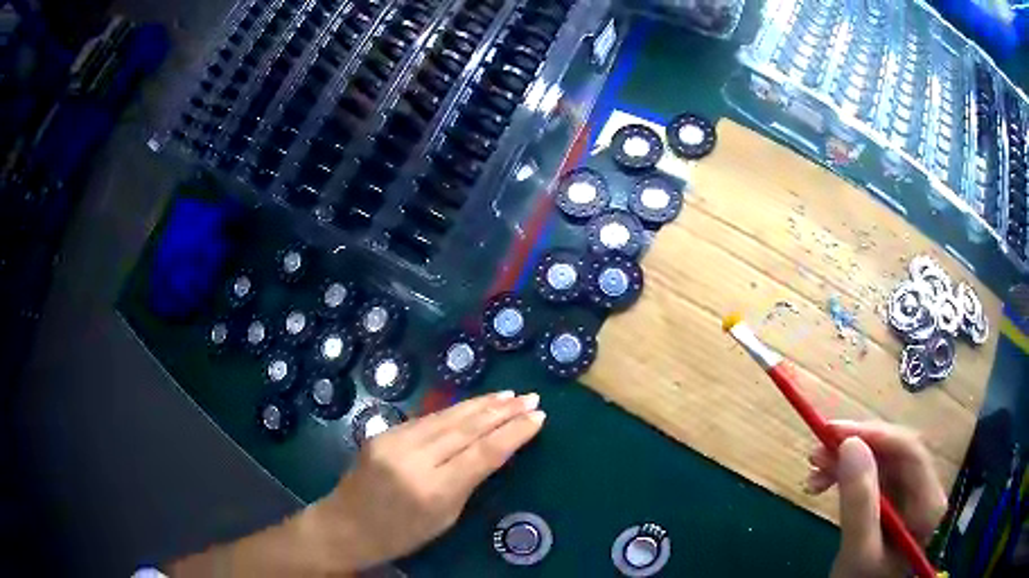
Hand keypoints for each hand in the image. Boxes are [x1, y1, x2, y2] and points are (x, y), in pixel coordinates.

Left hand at [310, 390, 544, 570]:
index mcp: (434, 490)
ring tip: (507, 396)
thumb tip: (491, 450)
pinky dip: (454, 411)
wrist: (344, 525)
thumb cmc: (400, 535)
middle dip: (502, 411)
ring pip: (447, 417)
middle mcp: (415, 460)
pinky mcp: (383, 433)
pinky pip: (427, 420)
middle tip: (530, 398)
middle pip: (467, 429)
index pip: (483, 454)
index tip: (539, 417)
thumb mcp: (444, 519)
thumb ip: (467, 483)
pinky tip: (471, 406)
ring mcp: (395, 442)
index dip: (514, 433)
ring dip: (480, 405)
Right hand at [804, 421, 947, 577]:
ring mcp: (909, 495)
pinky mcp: (892, 500)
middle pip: (894, 454)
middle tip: (815, 453)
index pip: (909, 452)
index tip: (833, 433)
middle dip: (855, 449)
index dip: (874, 435)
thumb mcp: (857, 552)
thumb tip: (850, 444)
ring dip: (845, 462)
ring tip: (813, 471)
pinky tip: (823, 483)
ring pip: (880, 461)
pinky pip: (871, 476)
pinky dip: (846, 476)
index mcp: (927, 503)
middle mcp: (923, 490)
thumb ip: (859, 503)